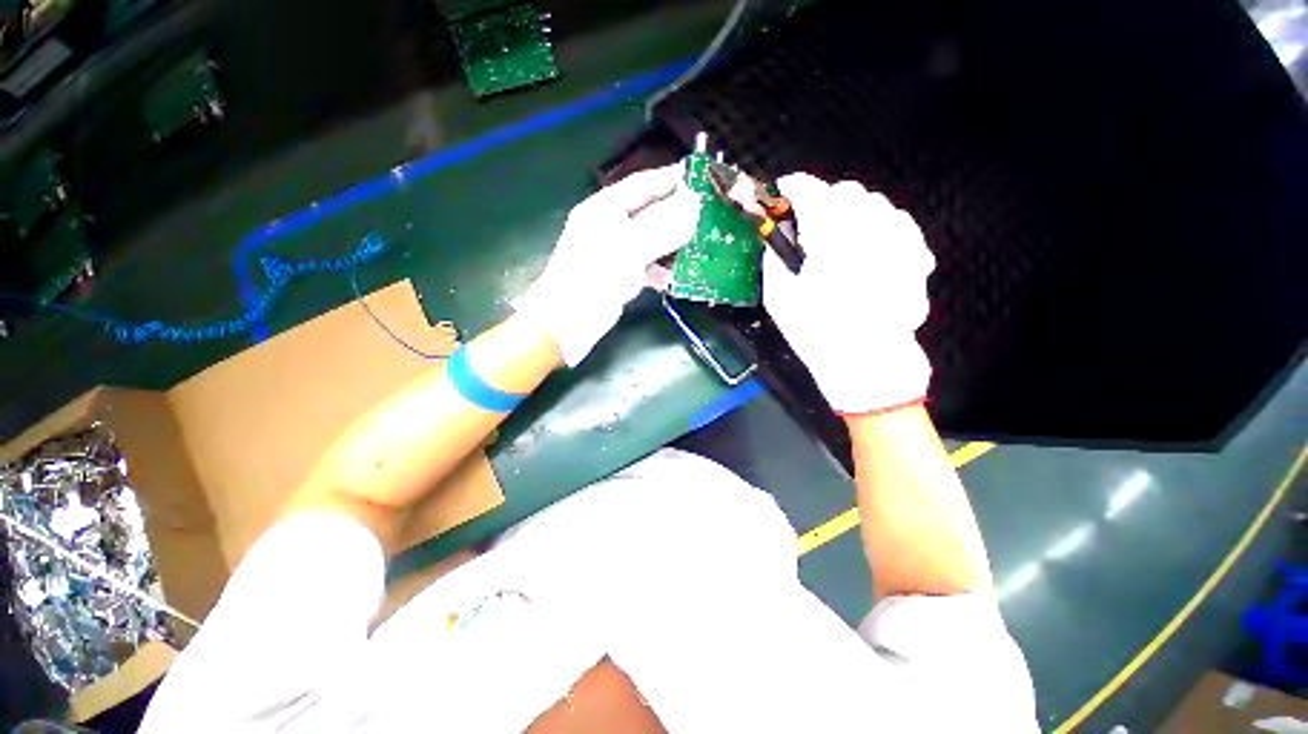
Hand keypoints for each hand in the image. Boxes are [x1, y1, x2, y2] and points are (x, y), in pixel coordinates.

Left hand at [518, 163, 699, 366]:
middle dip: (678, 214)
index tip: (701, 177)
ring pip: (652, 243)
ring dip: (674, 245)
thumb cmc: (591, 278)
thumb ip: (662, 226)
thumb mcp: (627, 248)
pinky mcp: (621, 278)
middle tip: (710, 215)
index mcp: (604, 209)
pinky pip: (648, 269)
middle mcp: (610, 228)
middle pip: (650, 214)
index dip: (669, 179)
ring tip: (702, 246)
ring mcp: (616, 255)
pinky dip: (662, 272)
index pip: (641, 185)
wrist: (566, 323)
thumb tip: (695, 204)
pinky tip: (677, 278)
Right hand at [762, 174, 935, 413]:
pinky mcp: (914, 255)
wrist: (866, 361)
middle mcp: (868, 229)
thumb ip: (774, 259)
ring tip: (838, 236)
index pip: (809, 191)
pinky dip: (879, 224)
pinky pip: (898, 222)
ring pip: (873, 203)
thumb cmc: (817, 332)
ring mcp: (897, 240)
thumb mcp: (779, 298)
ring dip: (850, 212)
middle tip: (807, 225)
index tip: (781, 195)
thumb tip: (772, 238)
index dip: (791, 188)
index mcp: (830, 238)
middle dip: (822, 201)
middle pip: (844, 191)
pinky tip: (869, 244)